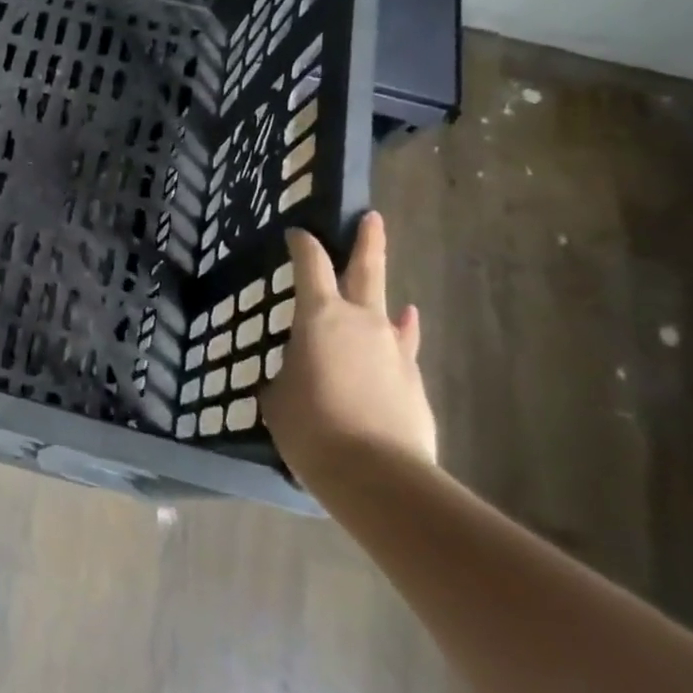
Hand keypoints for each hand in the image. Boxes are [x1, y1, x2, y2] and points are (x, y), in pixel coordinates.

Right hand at [259, 211, 434, 489]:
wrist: (377, 475)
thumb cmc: (311, 427)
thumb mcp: (278, 397)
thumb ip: (288, 374)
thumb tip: (299, 374)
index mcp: (320, 316)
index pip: (310, 264)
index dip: (302, 244)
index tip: (296, 233)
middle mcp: (362, 321)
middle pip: (367, 270)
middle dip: (368, 241)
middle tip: (371, 217)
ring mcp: (394, 349)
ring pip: (389, 310)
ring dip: (384, 298)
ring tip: (390, 293)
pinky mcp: (413, 380)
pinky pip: (403, 346)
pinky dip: (401, 335)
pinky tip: (405, 328)